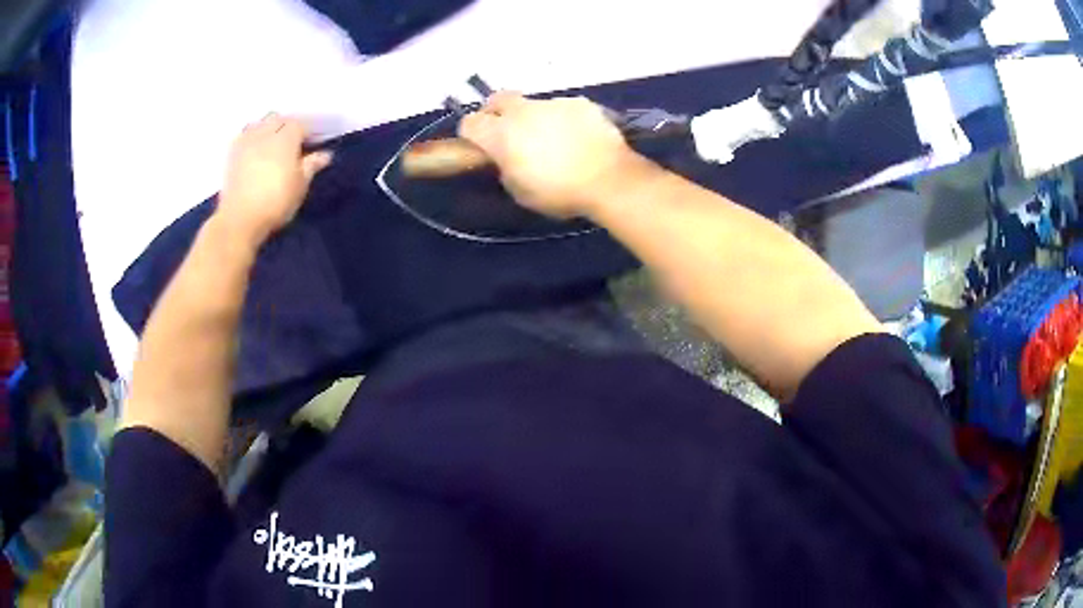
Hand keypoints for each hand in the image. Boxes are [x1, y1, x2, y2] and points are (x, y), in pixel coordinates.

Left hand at [217, 113, 331, 245]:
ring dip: (267, 129)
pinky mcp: (231, 153)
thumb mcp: (300, 186)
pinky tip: (253, 150)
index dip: (306, 133)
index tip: (311, 145)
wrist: (240, 219)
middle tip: (291, 145)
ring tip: (271, 145)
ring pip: (260, 123)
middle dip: (286, 126)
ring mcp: (246, 140)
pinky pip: (244, 134)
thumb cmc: (275, 202)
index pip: (300, 125)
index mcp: (286, 137)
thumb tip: (326, 154)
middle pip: (278, 119)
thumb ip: (311, 166)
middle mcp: (266, 132)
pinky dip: (251, 137)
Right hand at [458, 92, 636, 217]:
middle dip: (497, 112)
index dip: (471, 134)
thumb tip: (506, 158)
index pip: (469, 123)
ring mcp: (553, 103)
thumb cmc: (559, 192)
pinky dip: (564, 119)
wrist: (609, 180)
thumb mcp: (520, 191)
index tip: (480, 145)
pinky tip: (578, 137)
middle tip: (508, 132)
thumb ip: (505, 168)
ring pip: (533, 104)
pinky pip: (563, 108)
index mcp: (501, 134)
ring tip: (553, 139)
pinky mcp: (580, 103)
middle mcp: (522, 111)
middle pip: (497, 99)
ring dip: (534, 117)